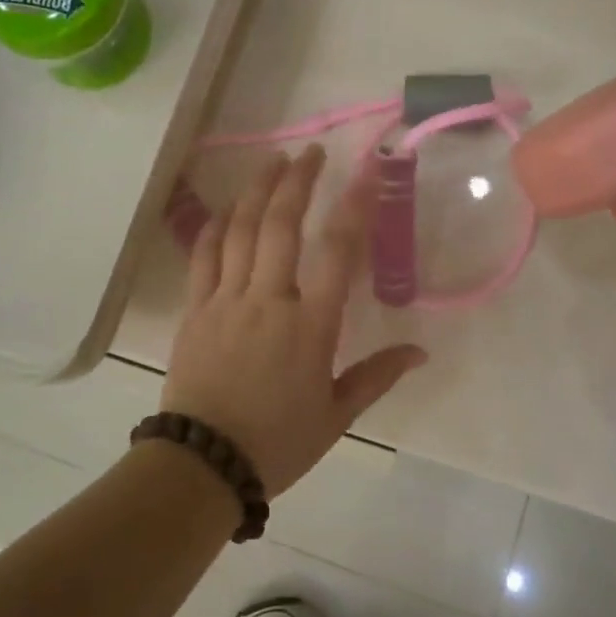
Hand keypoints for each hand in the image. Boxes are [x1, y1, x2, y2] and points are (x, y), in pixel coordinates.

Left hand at [162, 146, 428, 496]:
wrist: (205, 463)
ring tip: (271, 163)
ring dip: (257, 192)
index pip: (338, 251)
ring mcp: (226, 300)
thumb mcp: (336, 415)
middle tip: (310, 153)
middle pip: (282, 225)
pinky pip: (203, 257)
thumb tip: (420, 352)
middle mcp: (269, 300)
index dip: (355, 206)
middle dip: (297, 182)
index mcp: (310, 325)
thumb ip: (376, 376)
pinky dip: (214, 227)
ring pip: (240, 231)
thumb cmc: (278, 442)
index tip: (366, 171)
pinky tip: (225, 209)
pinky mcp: (195, 310)